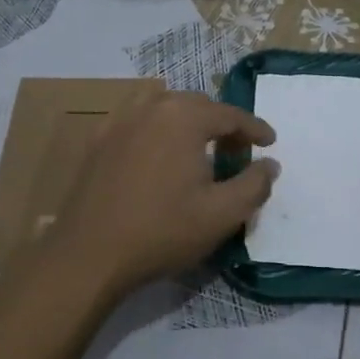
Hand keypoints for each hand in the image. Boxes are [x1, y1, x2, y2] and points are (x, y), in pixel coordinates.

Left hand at [44, 90, 278, 299]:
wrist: (89, 254)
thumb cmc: (163, 231)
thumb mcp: (223, 214)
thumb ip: (254, 185)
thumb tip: (270, 164)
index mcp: (184, 118)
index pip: (230, 115)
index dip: (255, 129)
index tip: (270, 143)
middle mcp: (150, 107)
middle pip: (196, 104)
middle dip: (221, 123)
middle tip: (236, 151)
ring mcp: (118, 121)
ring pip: (161, 105)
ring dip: (186, 118)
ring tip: (196, 144)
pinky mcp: (96, 141)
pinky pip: (134, 119)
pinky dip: (154, 126)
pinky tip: (156, 151)